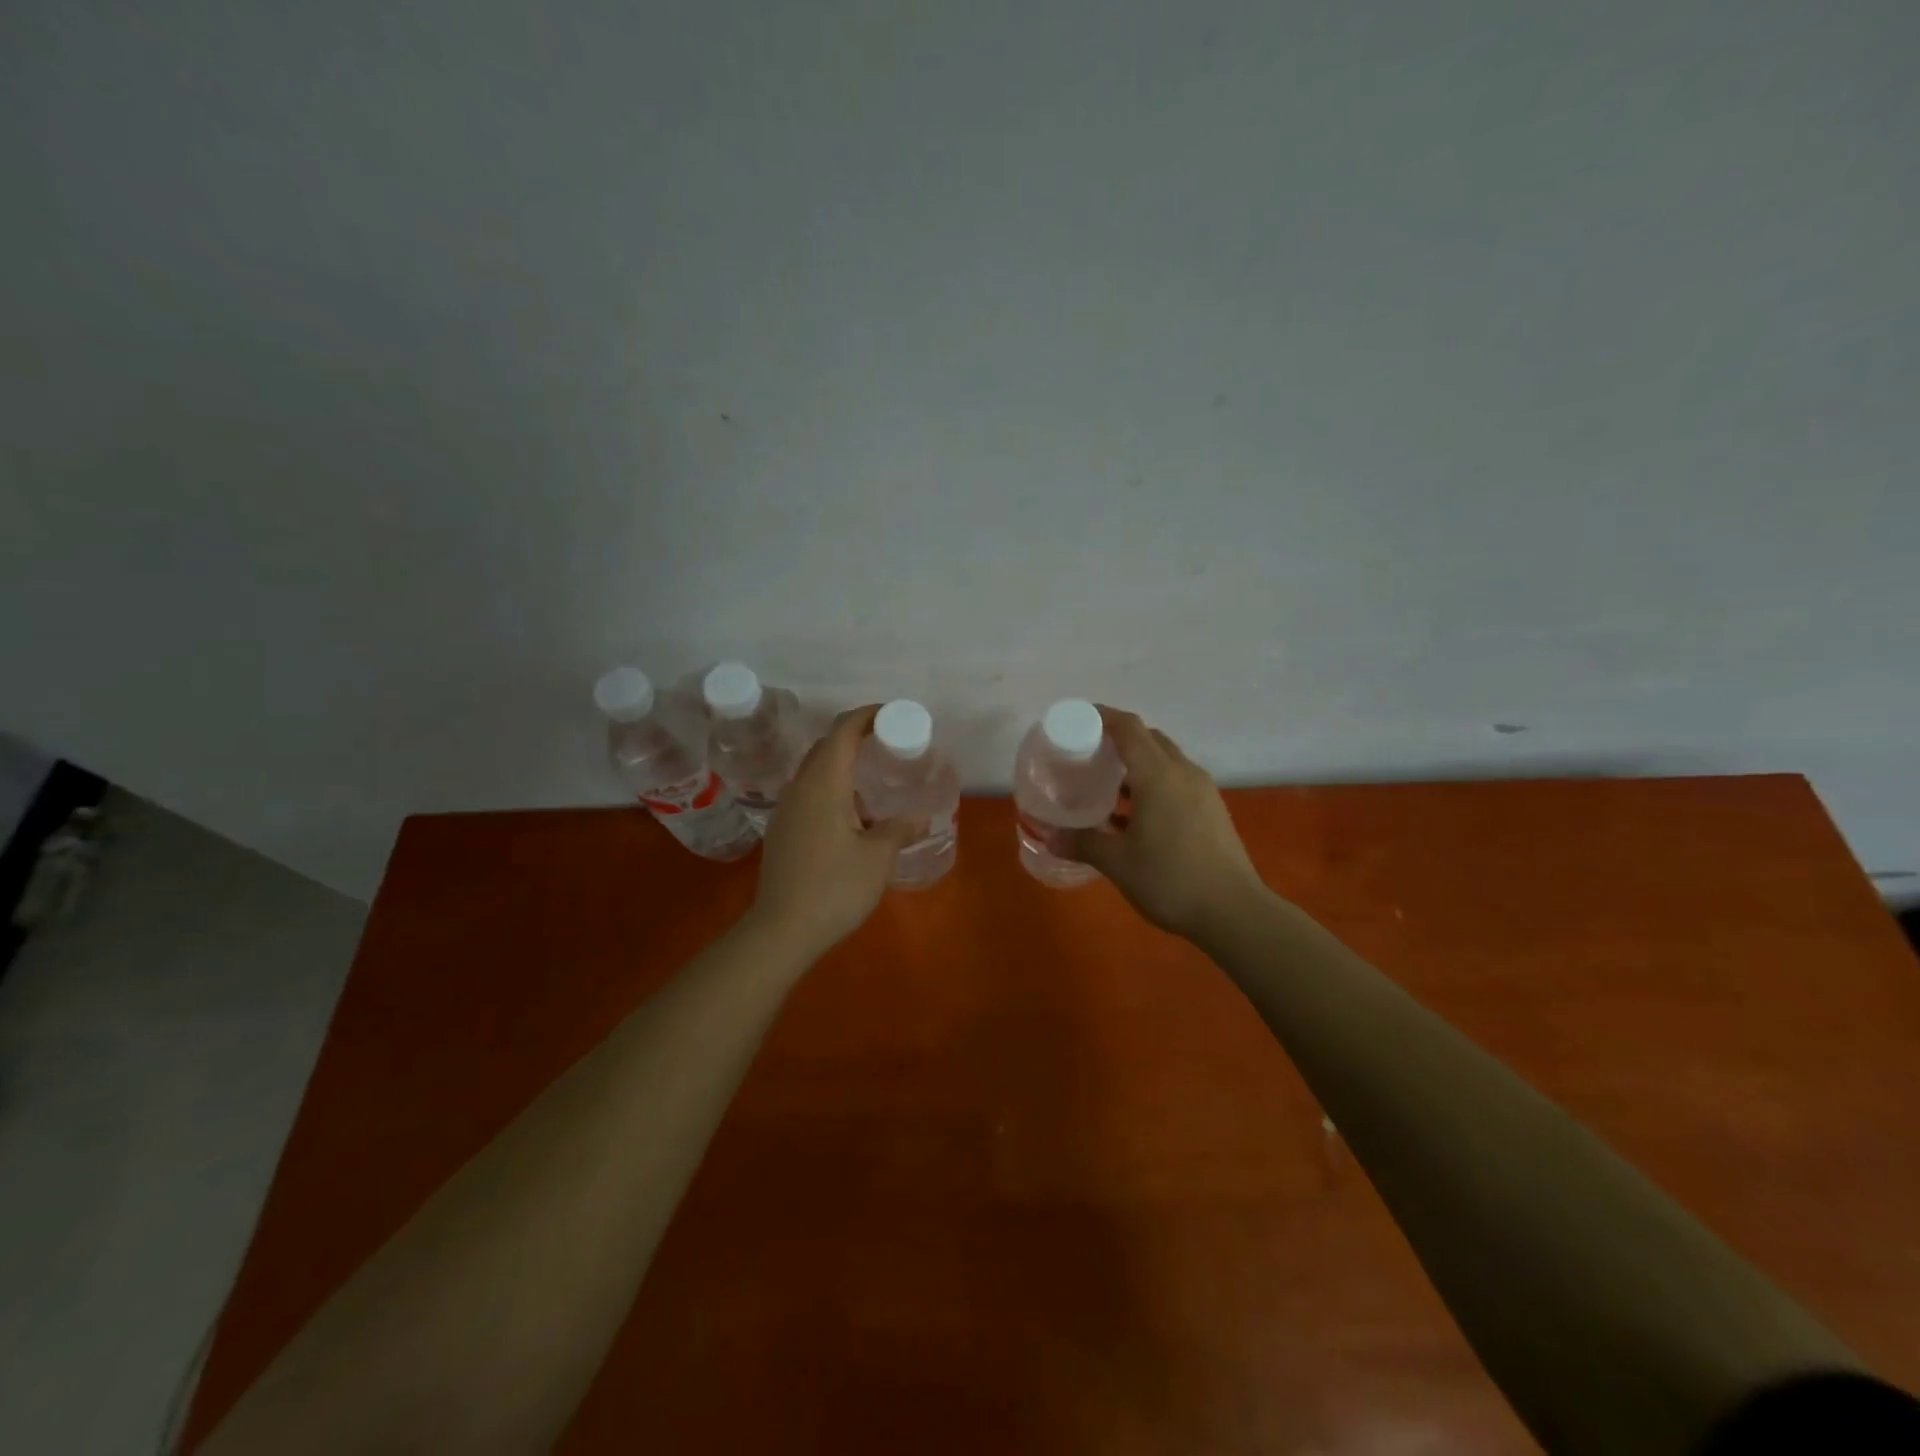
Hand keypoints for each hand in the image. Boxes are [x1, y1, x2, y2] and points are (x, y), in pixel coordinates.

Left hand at [748, 705, 922, 958]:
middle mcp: (800, 788)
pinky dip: (832, 787)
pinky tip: (851, 813)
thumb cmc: (835, 887)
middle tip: (888, 744)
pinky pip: (809, 793)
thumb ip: (899, 830)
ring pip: (815, 770)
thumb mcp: (878, 858)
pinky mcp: (782, 831)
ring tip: (874, 778)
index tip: (892, 715)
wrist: (782, 930)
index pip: (842, 731)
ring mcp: (786, 809)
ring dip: (842, 764)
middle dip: (855, 736)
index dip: (867, 716)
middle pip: (826, 746)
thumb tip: (918, 818)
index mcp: (823, 783)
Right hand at [1066, 708, 1267, 940]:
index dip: (1102, 717)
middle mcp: (1183, 773)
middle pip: (1149, 739)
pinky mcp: (1212, 811)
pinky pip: (1177, 783)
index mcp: (1158, 775)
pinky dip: (1153, 786)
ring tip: (1107, 786)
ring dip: (1137, 766)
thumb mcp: (1118, 863)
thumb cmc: (1170, 879)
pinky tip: (1134, 817)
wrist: (1234, 912)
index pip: (1128, 728)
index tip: (1078, 719)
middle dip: (1119, 740)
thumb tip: (1050, 838)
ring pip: (1166, 762)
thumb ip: (1083, 843)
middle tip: (1089, 755)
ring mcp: (1203, 792)